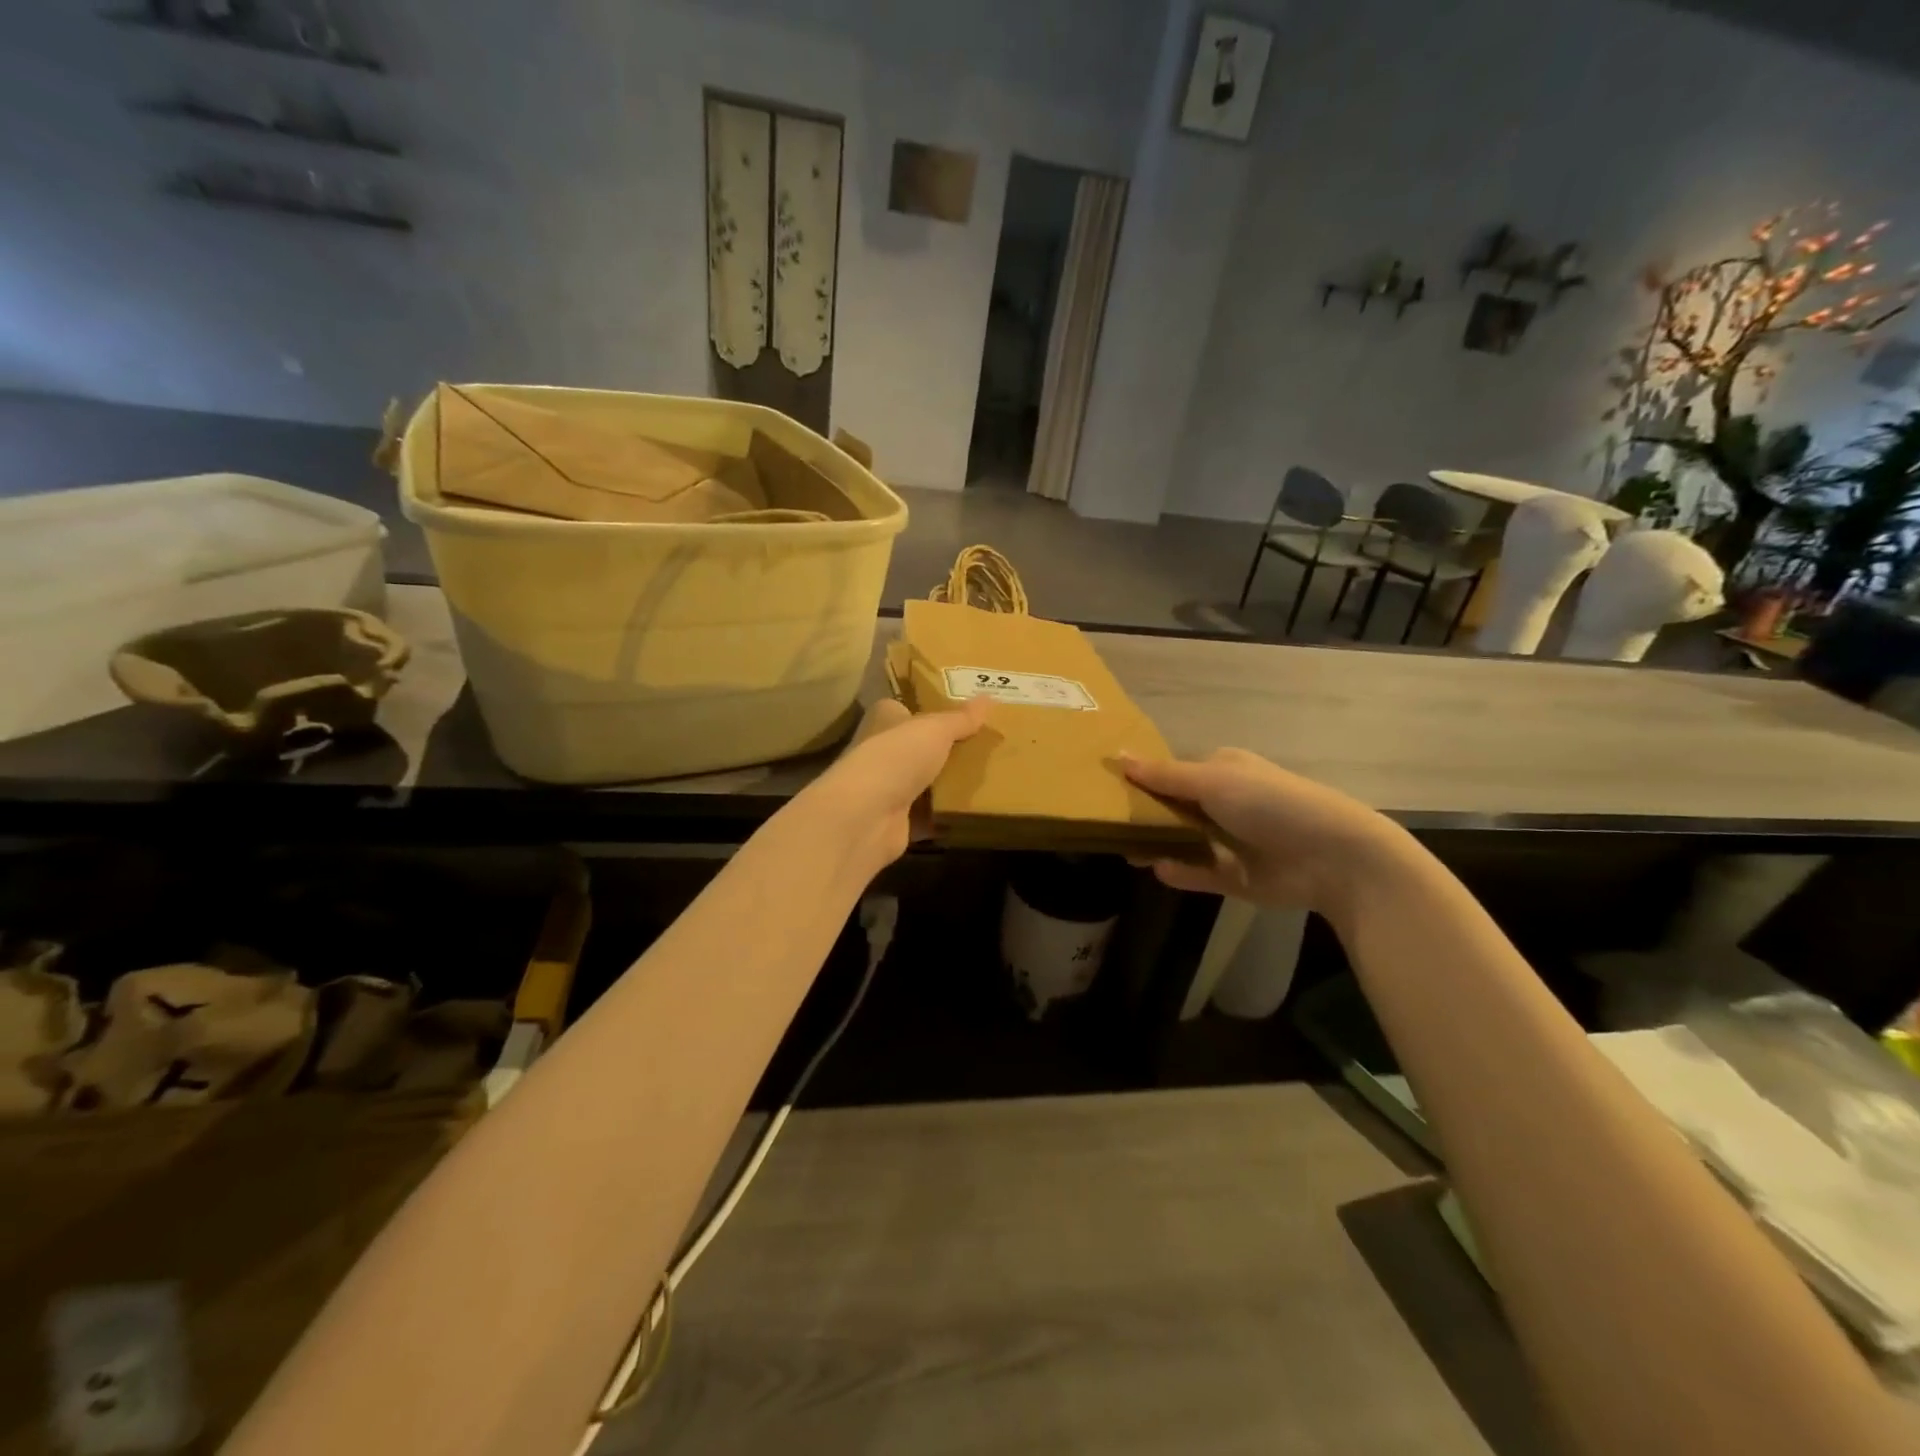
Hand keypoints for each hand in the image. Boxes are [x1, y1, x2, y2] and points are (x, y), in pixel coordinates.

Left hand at [802, 696, 990, 876]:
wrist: (866, 816)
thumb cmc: (897, 757)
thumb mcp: (935, 729)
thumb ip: (961, 718)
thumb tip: (989, 697)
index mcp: (884, 720)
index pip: (905, 708)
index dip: (931, 709)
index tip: (964, 713)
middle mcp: (880, 752)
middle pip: (918, 747)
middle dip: (947, 750)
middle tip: (986, 746)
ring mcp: (886, 789)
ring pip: (924, 783)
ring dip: (948, 784)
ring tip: (988, 777)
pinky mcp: (896, 821)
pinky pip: (928, 816)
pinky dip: (946, 816)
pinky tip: (974, 812)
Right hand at [1120, 748, 1409, 921]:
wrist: (1333, 857)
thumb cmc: (1270, 803)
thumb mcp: (1213, 781)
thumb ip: (1164, 775)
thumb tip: (1117, 755)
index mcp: (1223, 770)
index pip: (1174, 772)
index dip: (1143, 779)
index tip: (1107, 789)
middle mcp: (1225, 803)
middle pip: (1174, 808)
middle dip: (1144, 815)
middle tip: (1107, 824)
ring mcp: (1230, 841)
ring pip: (1182, 842)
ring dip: (1156, 845)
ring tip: (1124, 851)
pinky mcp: (1235, 876)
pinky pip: (1198, 873)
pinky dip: (1180, 872)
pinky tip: (1158, 871)